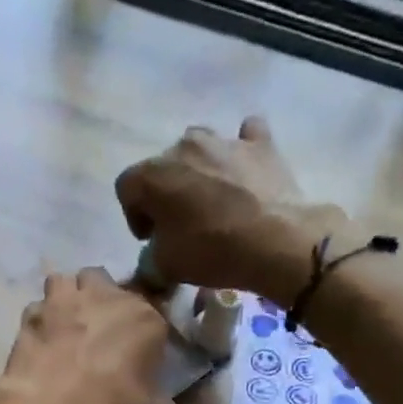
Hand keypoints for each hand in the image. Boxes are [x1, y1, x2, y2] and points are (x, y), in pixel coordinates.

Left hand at [0, 267, 178, 403]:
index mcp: (144, 317)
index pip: (152, 312)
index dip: (142, 332)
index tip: (138, 353)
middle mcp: (104, 297)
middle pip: (102, 281)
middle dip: (101, 298)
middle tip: (99, 331)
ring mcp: (62, 302)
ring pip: (64, 282)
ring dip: (66, 299)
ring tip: (66, 328)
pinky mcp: (28, 318)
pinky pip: (36, 310)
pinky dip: (39, 323)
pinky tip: (41, 344)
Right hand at [114, 117, 342, 306]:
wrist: (276, 240)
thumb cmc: (211, 250)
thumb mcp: (166, 266)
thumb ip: (148, 261)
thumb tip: (151, 262)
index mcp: (152, 174)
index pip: (126, 188)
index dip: (134, 215)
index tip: (151, 239)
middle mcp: (183, 146)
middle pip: (163, 167)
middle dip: (166, 194)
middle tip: (181, 224)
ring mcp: (224, 140)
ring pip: (200, 148)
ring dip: (199, 170)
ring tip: (212, 200)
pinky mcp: (261, 144)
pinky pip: (246, 137)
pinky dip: (242, 150)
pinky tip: (246, 169)